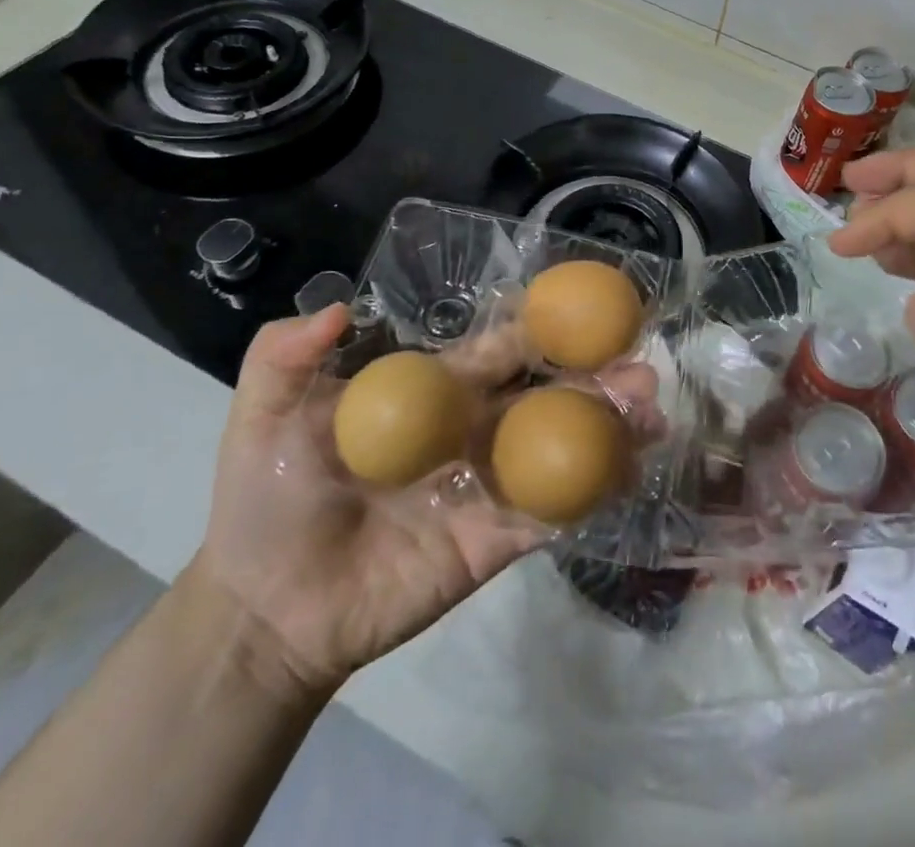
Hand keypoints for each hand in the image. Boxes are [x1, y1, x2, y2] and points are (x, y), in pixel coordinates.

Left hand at [188, 307, 655, 698]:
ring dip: (609, 429)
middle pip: (545, 395)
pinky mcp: (494, 541)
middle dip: (595, 377)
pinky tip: (632, 473)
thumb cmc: (268, 500)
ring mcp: (489, 486)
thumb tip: (337, 304)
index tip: (588, 306)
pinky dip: (593, 493)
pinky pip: (551, 513)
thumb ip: (284, 357)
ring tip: (653, 413)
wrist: (266, 609)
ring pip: (560, 448)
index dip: (539, 329)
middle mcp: (473, 432)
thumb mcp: (261, 418)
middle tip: (643, 367)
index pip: (497, 352)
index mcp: (435, 396)